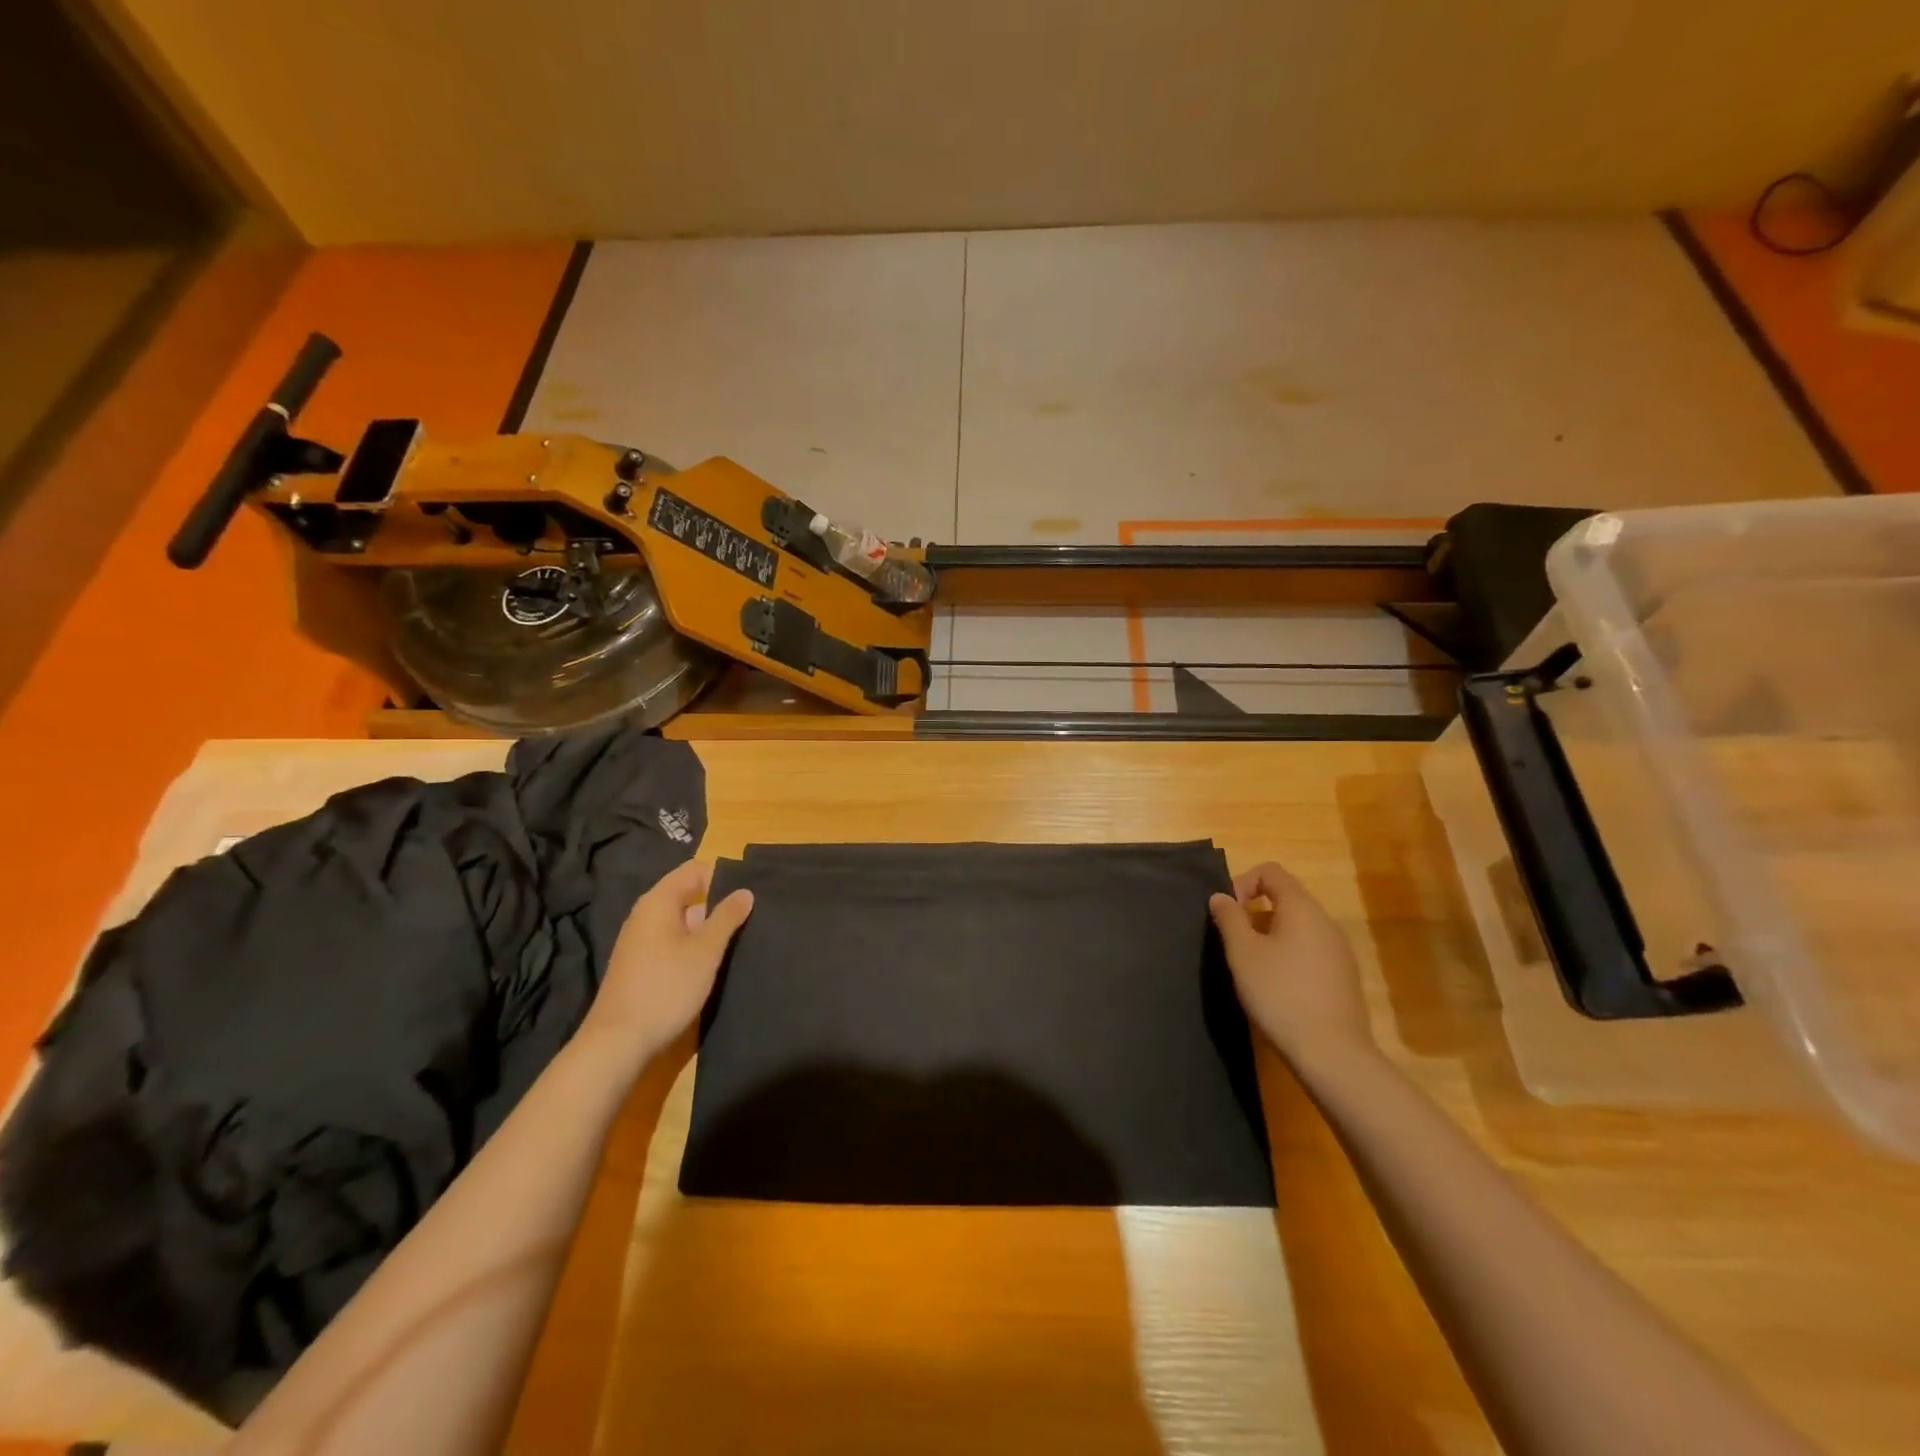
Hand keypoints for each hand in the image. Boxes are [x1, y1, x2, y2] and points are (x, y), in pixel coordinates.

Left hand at [582, 860, 752, 1065]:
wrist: (618, 1042)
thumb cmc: (666, 987)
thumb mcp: (705, 950)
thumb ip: (727, 917)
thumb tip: (745, 891)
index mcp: (658, 901)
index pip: (694, 870)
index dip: (724, 874)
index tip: (753, 886)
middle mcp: (646, 915)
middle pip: (688, 894)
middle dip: (719, 901)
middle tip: (755, 911)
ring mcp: (641, 941)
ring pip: (682, 921)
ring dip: (709, 926)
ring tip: (743, 933)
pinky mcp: (642, 964)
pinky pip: (674, 941)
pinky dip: (695, 944)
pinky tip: (716, 959)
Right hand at [1209, 861, 1372, 1072]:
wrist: (1332, 1054)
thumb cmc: (1280, 993)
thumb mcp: (1242, 953)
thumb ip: (1229, 918)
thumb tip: (1220, 896)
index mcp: (1301, 908)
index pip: (1271, 871)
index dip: (1242, 883)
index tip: (1227, 914)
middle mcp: (1326, 922)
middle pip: (1285, 898)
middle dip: (1254, 912)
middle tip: (1234, 943)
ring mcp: (1340, 950)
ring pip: (1298, 927)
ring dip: (1270, 936)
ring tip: (1253, 968)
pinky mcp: (1344, 977)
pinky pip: (1311, 950)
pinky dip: (1289, 956)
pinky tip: (1278, 988)